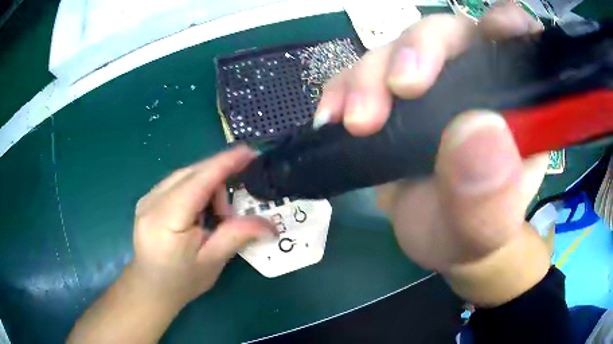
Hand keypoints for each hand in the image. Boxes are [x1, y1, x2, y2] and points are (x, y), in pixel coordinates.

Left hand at [129, 146, 275, 305]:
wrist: (151, 287)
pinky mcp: (148, 199)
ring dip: (207, 187)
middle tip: (231, 211)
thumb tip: (270, 223)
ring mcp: (147, 198)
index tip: (249, 152)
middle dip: (218, 181)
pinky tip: (200, 212)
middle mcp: (152, 202)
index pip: (198, 182)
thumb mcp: (212, 262)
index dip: (224, 164)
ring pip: (185, 175)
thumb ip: (237, 235)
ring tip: (214, 218)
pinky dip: (196, 190)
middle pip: (192, 173)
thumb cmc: (181, 281)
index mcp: (166, 220)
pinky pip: (178, 182)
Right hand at [315, 2, 549, 305]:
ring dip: (370, 76)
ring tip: (356, 123)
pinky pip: (361, 72)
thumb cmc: (471, 235)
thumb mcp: (485, 228)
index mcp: (515, 104)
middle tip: (397, 90)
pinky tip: (334, 118)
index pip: (519, 43)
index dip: (508, 25)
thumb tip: (477, 130)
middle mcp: (476, 80)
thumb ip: (490, 195)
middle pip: (447, 33)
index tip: (495, 31)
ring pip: (397, 48)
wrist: (437, 241)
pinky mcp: (392, 96)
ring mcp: (431, 83)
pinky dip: (343, 88)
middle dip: (417, 50)